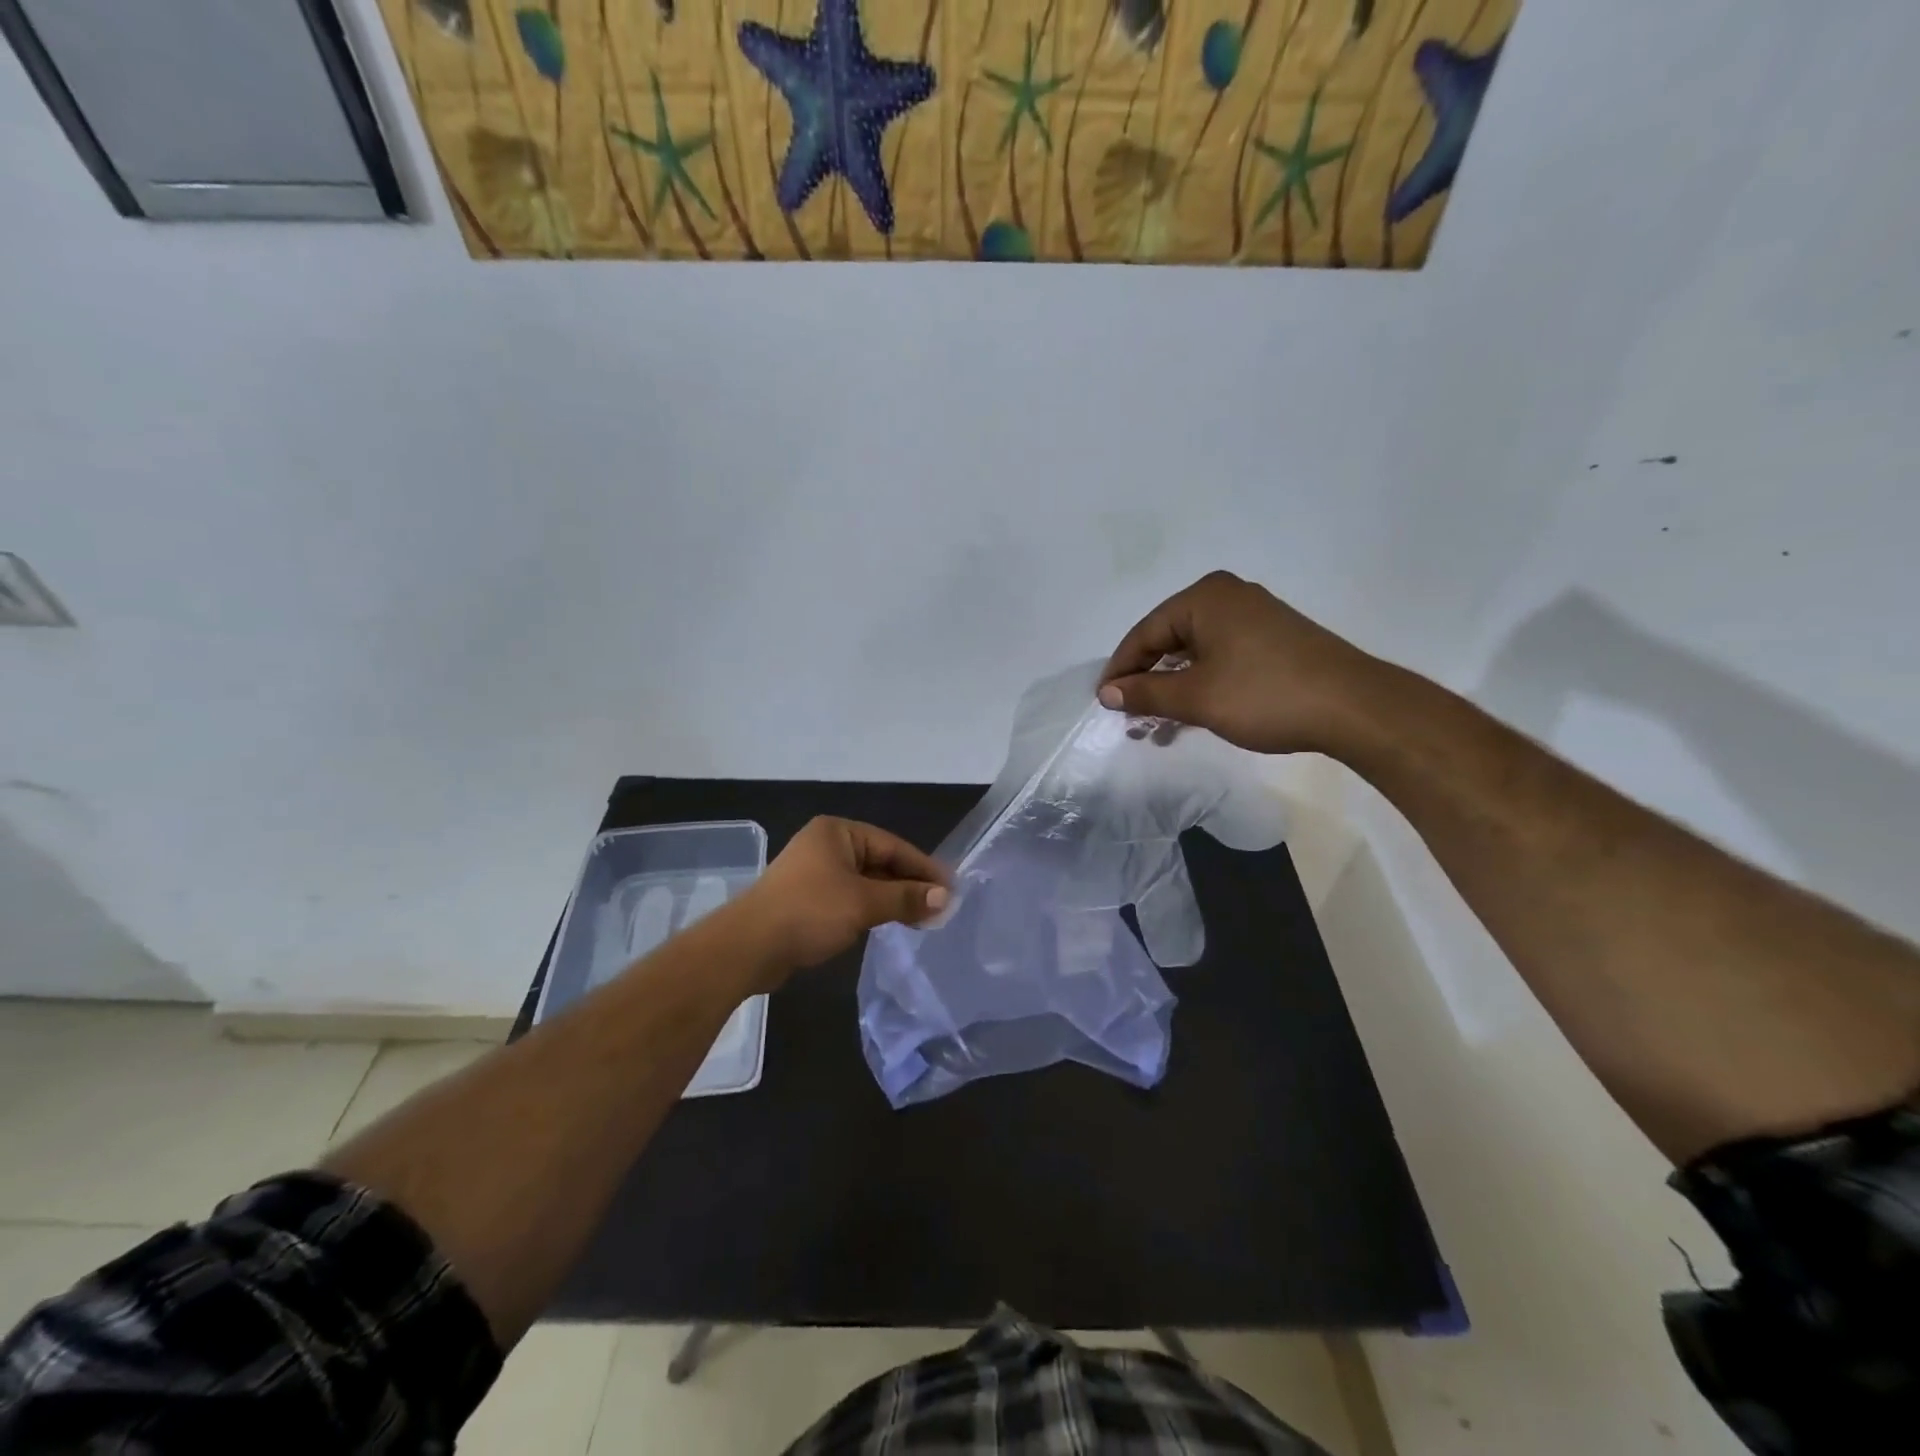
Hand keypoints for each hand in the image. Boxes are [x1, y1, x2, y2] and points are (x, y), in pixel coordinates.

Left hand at [739, 817, 950, 972]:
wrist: (748, 947)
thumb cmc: (809, 912)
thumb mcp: (863, 902)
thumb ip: (905, 897)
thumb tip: (945, 897)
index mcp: (838, 833)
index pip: (892, 846)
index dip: (923, 868)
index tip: (951, 889)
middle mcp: (826, 845)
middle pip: (880, 862)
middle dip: (909, 885)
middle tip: (941, 908)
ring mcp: (814, 873)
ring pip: (865, 882)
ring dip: (891, 899)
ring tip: (922, 919)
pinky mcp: (807, 899)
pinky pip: (849, 898)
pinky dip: (870, 908)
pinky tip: (888, 924)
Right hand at [1098, 571, 1385, 754]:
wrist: (1354, 707)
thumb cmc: (1264, 694)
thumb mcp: (1196, 698)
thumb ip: (1146, 693)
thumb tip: (1107, 692)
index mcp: (1205, 597)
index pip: (1145, 633)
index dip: (1121, 670)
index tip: (1104, 703)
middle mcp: (1228, 596)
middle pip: (1169, 639)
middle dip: (1147, 681)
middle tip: (1129, 716)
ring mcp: (1254, 616)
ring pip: (1195, 652)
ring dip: (1173, 688)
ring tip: (1157, 725)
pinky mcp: (1273, 638)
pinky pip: (1220, 657)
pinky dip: (1201, 683)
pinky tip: (1193, 714)